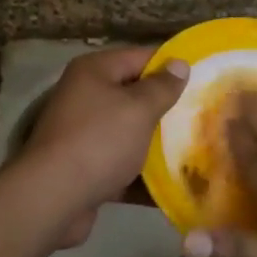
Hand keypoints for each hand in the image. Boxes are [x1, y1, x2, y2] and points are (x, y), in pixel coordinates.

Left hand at [15, 45, 188, 247]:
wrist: (52, 199)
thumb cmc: (99, 141)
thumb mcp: (138, 108)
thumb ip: (162, 87)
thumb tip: (179, 63)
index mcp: (94, 72)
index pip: (141, 57)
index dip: (172, 66)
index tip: (204, 77)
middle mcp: (85, 96)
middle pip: (135, 95)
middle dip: (168, 107)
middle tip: (204, 115)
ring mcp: (83, 134)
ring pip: (130, 132)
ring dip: (159, 143)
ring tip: (198, 148)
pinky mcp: (86, 168)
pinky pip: (122, 164)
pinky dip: (144, 174)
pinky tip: (177, 183)